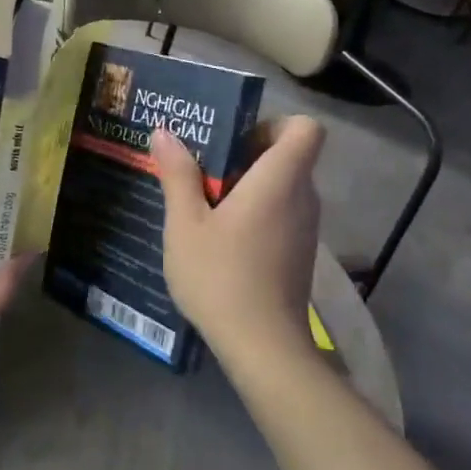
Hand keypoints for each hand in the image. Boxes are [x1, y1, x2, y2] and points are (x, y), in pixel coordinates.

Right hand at [151, 117, 324, 359]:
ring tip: (202, 204)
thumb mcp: (185, 224)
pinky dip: (255, 214)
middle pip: (288, 156)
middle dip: (245, 155)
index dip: (273, 124)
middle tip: (202, 170)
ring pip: (282, 188)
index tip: (235, 141)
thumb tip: (165, 132)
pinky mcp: (299, 253)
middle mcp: (303, 198)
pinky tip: (219, 238)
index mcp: (280, 180)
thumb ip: (178, 174)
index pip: (305, 128)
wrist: (262, 345)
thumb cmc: (220, 276)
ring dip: (247, 187)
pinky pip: (280, 215)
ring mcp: (305, 228)